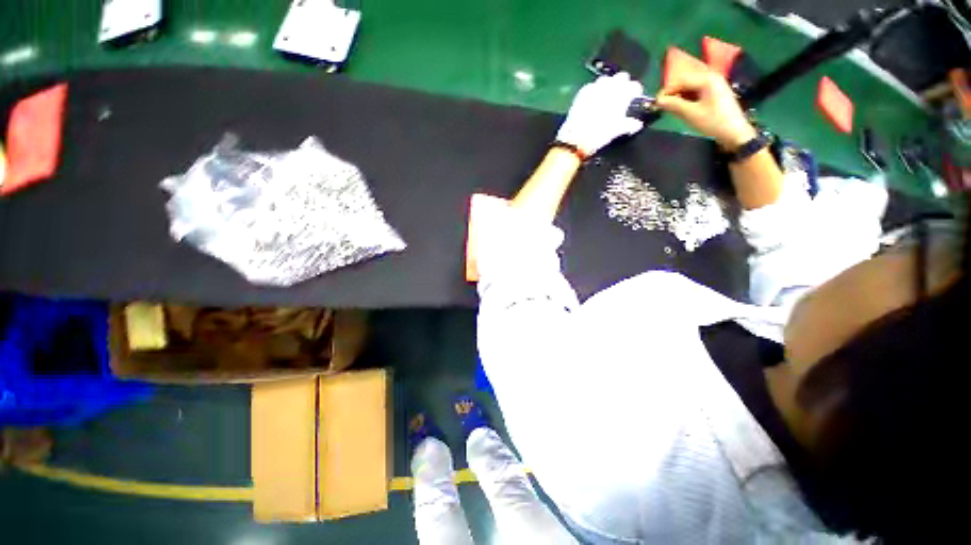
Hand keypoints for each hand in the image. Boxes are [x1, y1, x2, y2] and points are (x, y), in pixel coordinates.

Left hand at [556, 72, 644, 155]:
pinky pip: (591, 86)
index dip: (636, 91)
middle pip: (621, 77)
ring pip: (605, 79)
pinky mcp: (581, 94)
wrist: (575, 140)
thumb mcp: (616, 131)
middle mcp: (608, 88)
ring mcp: (594, 89)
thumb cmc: (598, 136)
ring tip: (607, 96)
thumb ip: (629, 125)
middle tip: (622, 96)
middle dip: (623, 84)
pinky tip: (593, 99)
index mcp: (620, 96)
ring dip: (608, 85)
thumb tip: (637, 124)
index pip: (634, 86)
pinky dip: (594, 90)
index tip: (635, 97)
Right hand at [655, 68, 756, 150]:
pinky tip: (685, 109)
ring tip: (673, 110)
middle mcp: (712, 78)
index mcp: (707, 79)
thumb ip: (673, 105)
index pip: (681, 80)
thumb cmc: (713, 122)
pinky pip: (697, 92)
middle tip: (664, 108)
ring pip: (691, 88)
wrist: (735, 133)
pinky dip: (688, 99)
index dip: (667, 91)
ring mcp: (715, 85)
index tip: (656, 104)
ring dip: (680, 97)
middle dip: (673, 94)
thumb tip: (657, 101)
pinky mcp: (716, 93)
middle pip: (686, 82)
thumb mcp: (690, 114)